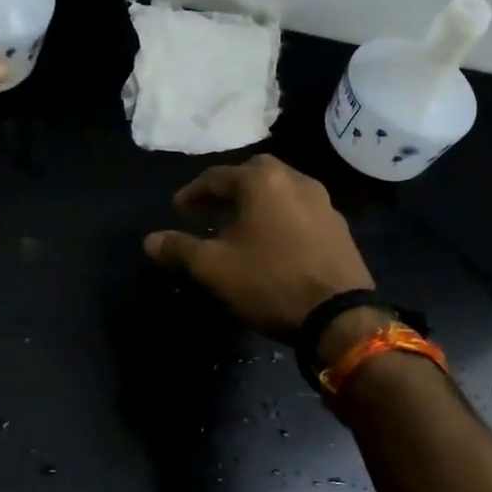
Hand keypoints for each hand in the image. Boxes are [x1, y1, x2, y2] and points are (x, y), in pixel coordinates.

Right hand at [144, 155, 374, 340]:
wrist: (340, 317)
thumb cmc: (270, 282)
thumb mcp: (214, 268)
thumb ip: (180, 249)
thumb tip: (150, 240)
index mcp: (263, 181)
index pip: (217, 177)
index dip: (193, 193)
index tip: (178, 210)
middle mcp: (295, 180)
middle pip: (253, 174)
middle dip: (228, 189)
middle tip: (209, 210)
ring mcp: (323, 202)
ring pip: (280, 190)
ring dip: (256, 201)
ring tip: (239, 225)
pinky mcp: (338, 227)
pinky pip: (300, 209)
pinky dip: (279, 216)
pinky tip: (272, 240)